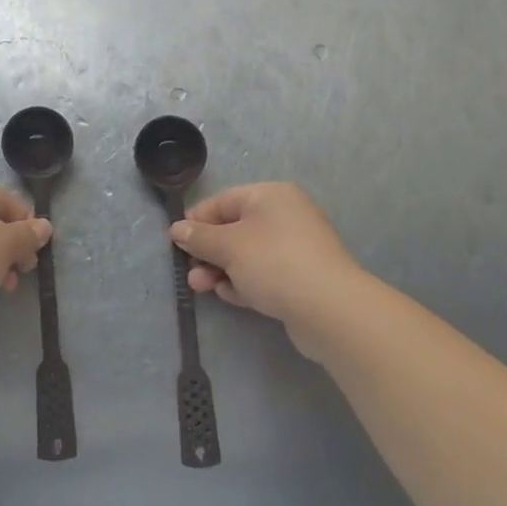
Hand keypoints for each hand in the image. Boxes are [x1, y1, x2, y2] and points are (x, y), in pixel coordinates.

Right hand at [171, 183, 369, 354]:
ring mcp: (296, 248)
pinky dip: (244, 282)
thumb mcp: (229, 246)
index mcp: (270, 196)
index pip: (223, 201)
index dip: (197, 220)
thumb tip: (177, 228)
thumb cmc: (274, 263)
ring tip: (203, 288)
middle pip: (235, 229)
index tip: (176, 242)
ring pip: (248, 254)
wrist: (330, 309)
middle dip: (209, 251)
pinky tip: (230, 296)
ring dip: (222, 269)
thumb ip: (199, 237)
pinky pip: (264, 274)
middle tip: (190, 272)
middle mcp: (285, 215)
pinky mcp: (301, 277)